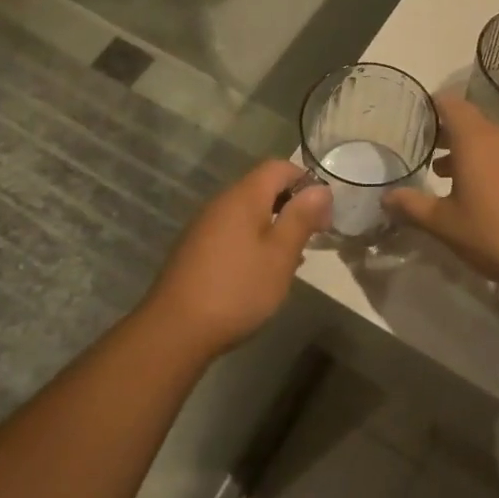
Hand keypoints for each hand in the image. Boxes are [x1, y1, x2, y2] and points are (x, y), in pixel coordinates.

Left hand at [145, 160, 330, 355]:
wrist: (175, 330)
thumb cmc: (237, 289)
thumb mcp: (280, 255)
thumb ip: (301, 218)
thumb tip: (321, 188)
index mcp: (243, 197)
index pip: (279, 167)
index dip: (306, 181)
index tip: (323, 213)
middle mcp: (221, 203)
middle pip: (262, 187)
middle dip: (291, 205)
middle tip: (312, 237)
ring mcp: (204, 226)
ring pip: (248, 212)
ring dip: (274, 226)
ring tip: (291, 258)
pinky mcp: (195, 249)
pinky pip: (233, 231)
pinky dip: (254, 241)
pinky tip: (261, 272)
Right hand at [385, 95, 498, 291]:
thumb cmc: (498, 235)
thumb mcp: (447, 226)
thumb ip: (413, 207)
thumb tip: (386, 197)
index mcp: (476, 141)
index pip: (451, 104)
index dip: (431, 107)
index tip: (414, 120)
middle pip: (470, 122)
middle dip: (446, 134)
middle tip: (424, 152)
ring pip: (490, 141)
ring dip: (468, 152)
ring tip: (447, 177)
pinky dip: (491, 165)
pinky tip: (484, 195)